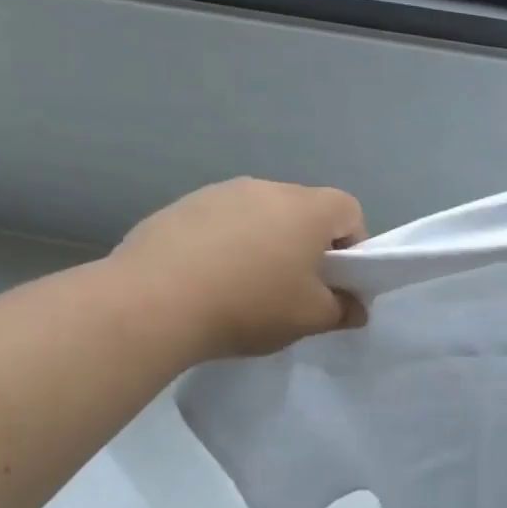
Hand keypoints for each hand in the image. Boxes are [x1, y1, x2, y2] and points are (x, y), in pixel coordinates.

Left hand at [110, 178, 366, 361]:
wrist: (153, 303)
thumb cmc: (250, 305)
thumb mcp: (311, 319)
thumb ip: (343, 310)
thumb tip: (354, 307)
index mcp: (306, 209)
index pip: (349, 210)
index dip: (353, 245)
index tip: (337, 280)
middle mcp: (265, 188)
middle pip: (303, 210)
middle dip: (307, 244)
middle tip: (294, 287)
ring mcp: (218, 193)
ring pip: (259, 215)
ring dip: (265, 243)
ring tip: (245, 286)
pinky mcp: (179, 207)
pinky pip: (220, 223)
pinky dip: (225, 245)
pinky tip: (208, 281)